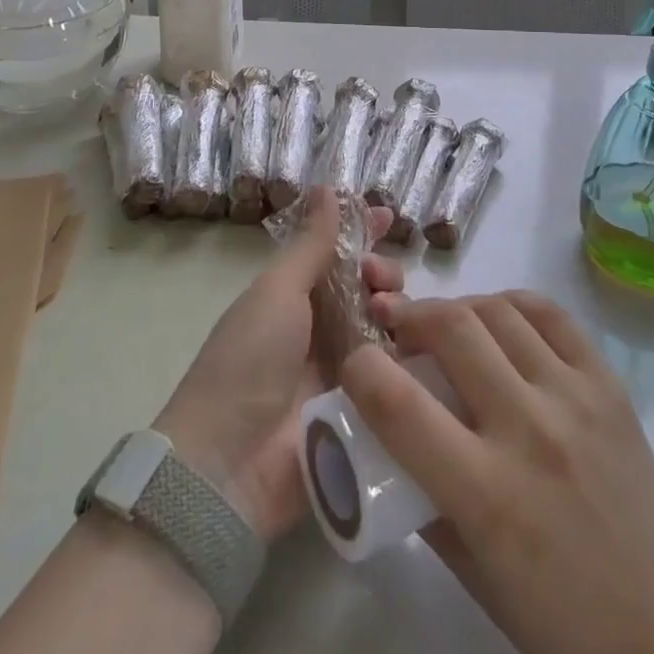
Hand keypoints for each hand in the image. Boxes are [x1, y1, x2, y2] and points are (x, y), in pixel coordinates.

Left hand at [153, 188, 402, 539]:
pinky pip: (397, 375)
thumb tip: (327, 187)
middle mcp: (322, 330)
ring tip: (389, 314)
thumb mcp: (277, 291)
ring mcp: (345, 373)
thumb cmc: (248, 360)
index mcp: (295, 298)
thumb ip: (311, 243)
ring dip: (396, 309)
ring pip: (388, 328)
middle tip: (379, 279)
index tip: (388, 215)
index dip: (362, 232)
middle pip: (369, 288)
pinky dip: (411, 356)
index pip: (337, 254)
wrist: (230, 466)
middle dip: (383, 272)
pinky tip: (423, 345)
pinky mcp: (366, 414)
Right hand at [343, 291, 653, 653]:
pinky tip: (499, 319)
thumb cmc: (561, 620)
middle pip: (450, 328)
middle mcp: (528, 430)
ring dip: (458, 307)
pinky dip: (512, 303)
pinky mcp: (606, 382)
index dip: (360, 368)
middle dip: (410, 316)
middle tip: (397, 328)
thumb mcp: (473, 572)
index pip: (398, 404)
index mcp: (486, 494)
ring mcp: (573, 397)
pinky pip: (550, 314)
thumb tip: (391, 436)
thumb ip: (426, 498)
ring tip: (447, 325)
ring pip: (497, 311)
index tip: (354, 362)